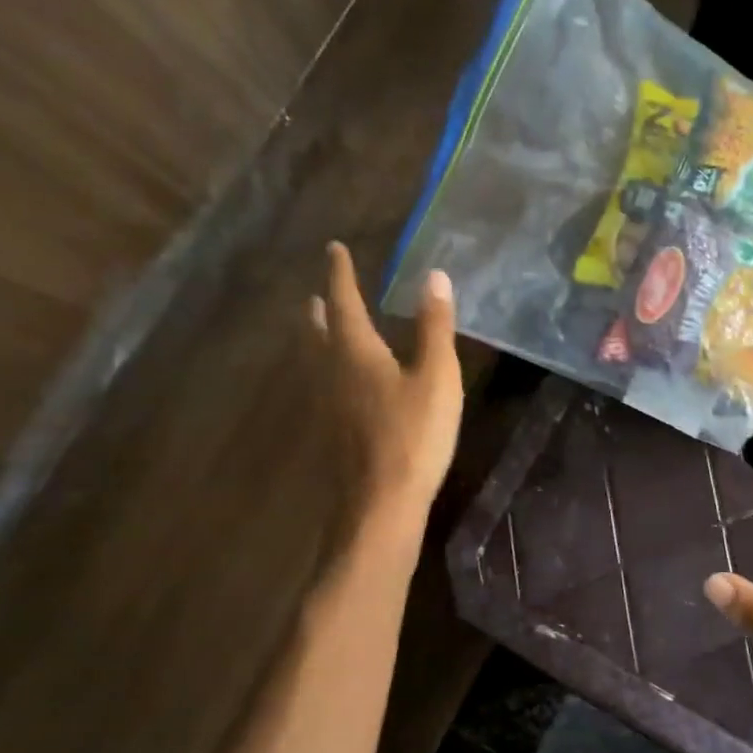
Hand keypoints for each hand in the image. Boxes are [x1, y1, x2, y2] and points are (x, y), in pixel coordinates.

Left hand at [310, 242, 462, 533]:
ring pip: (316, 361)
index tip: (334, 248)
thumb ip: (435, 328)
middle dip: (321, 308)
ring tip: (319, 328)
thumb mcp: (437, 378)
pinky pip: (323, 387)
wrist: (382, 505)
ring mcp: (327, 406)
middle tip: (319, 292)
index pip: (343, 302)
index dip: (340, 274)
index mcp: (356, 353)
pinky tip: (338, 385)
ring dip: (317, 339)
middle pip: (318, 332)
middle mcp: (332, 373)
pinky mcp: (332, 433)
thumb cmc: (414, 437)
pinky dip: (327, 371)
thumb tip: (434, 276)